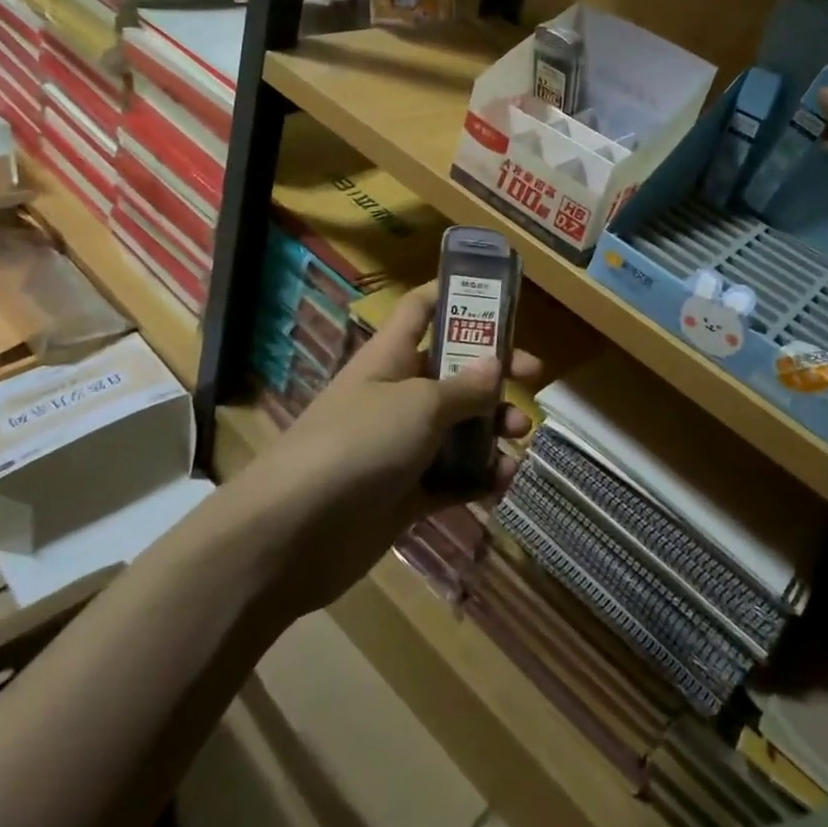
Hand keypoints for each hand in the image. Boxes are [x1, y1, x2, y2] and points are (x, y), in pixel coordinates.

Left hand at [235, 281, 539, 614]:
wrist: (293, 533)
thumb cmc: (359, 443)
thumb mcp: (419, 404)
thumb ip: (463, 387)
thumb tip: (496, 365)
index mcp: (391, 355)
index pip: (422, 308)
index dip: (455, 294)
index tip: (499, 295)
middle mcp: (396, 394)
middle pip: (453, 370)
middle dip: (494, 372)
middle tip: (533, 377)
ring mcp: (400, 446)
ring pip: (457, 427)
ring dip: (493, 429)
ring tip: (521, 439)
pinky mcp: (404, 494)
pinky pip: (451, 478)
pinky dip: (479, 478)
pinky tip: (503, 482)